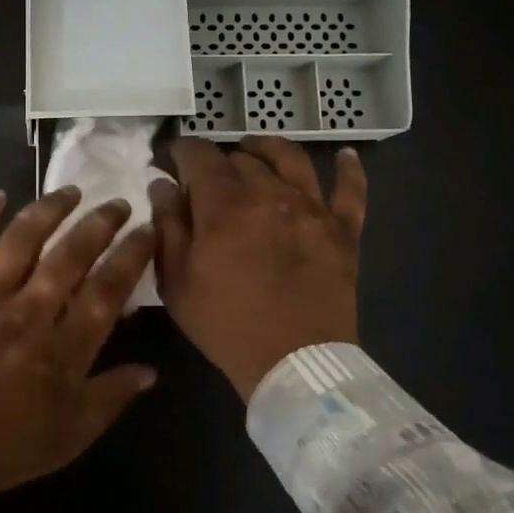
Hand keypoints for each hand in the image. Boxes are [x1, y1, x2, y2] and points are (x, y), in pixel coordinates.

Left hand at [0, 187, 158, 511]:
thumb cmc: (2, 451)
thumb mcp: (69, 438)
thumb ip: (111, 398)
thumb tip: (150, 370)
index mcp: (61, 351)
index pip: (107, 290)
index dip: (132, 255)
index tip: (148, 230)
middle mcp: (27, 315)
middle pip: (70, 256)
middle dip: (100, 223)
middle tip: (117, 203)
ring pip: (22, 240)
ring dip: (49, 210)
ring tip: (70, 191)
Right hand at [150, 136, 367, 400]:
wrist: (294, 363)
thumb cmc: (226, 324)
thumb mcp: (177, 280)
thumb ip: (168, 225)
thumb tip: (162, 183)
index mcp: (224, 204)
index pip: (198, 155)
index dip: (180, 152)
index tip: (171, 160)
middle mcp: (270, 192)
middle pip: (241, 157)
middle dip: (218, 160)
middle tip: (207, 178)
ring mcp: (312, 208)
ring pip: (291, 158)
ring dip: (267, 149)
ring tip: (254, 150)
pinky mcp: (343, 229)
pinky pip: (351, 190)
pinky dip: (348, 170)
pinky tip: (345, 156)